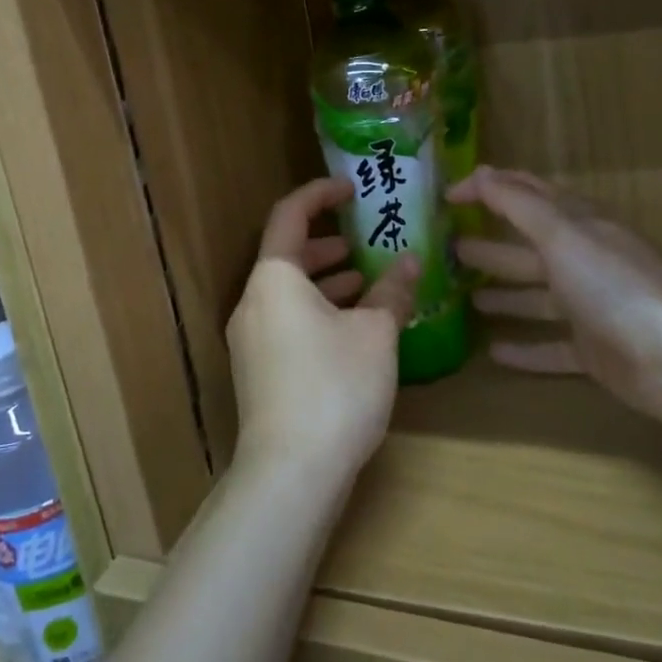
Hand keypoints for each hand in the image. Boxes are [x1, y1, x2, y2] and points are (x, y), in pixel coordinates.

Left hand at [228, 177, 418, 481]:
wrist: (290, 473)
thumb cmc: (335, 387)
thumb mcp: (376, 334)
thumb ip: (393, 291)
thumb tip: (410, 262)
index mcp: (274, 278)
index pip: (290, 214)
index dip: (321, 193)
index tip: (352, 188)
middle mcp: (253, 302)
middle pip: (287, 254)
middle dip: (328, 242)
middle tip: (365, 238)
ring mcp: (251, 339)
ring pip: (289, 292)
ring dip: (326, 280)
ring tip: (368, 280)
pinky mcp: (258, 370)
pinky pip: (288, 321)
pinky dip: (318, 311)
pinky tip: (353, 328)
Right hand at [449, 167, 661, 422]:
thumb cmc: (613, 284)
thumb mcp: (561, 235)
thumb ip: (519, 204)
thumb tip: (483, 173)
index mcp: (578, 225)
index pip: (527, 194)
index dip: (489, 188)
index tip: (447, 196)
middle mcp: (583, 260)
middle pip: (528, 248)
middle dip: (491, 245)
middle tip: (450, 249)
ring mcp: (590, 307)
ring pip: (538, 297)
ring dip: (504, 294)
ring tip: (466, 296)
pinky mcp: (594, 350)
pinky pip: (552, 347)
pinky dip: (525, 349)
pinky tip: (494, 352)